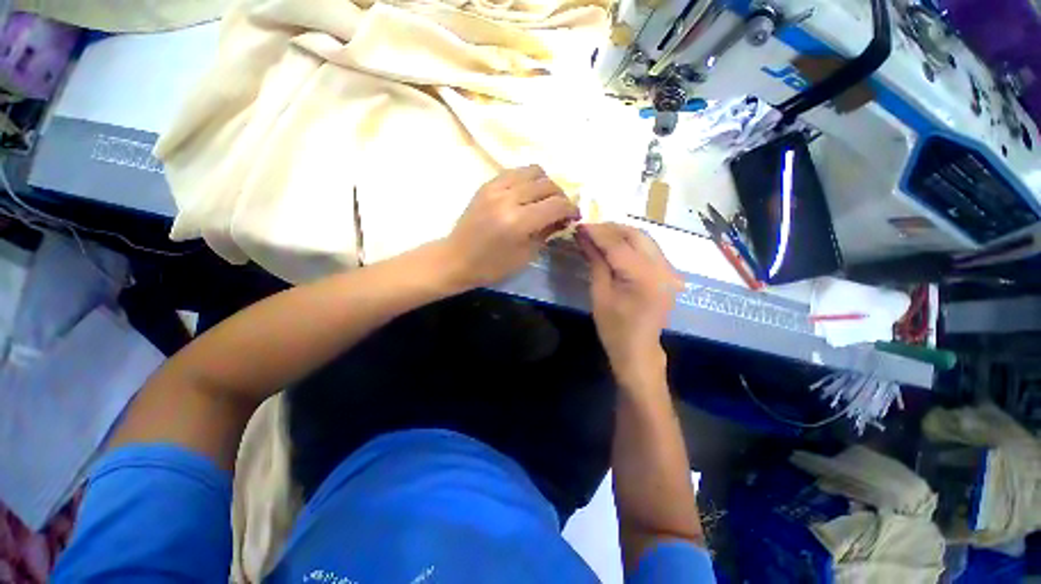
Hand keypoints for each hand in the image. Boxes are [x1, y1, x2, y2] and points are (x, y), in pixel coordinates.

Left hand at [445, 165, 579, 288]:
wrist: (456, 258)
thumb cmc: (492, 266)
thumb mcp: (525, 255)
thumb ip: (547, 233)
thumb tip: (563, 219)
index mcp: (518, 222)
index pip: (556, 204)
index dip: (571, 209)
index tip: (574, 217)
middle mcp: (508, 198)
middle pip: (547, 184)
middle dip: (561, 196)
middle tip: (561, 210)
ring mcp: (495, 187)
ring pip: (533, 170)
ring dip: (545, 184)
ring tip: (544, 199)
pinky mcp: (487, 184)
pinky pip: (515, 172)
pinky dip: (527, 180)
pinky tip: (527, 194)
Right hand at [575, 223, 680, 388]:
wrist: (638, 350)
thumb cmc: (614, 328)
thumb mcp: (599, 294)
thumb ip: (596, 261)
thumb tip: (584, 237)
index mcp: (644, 277)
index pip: (618, 244)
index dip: (597, 232)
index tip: (579, 225)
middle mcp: (662, 268)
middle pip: (636, 235)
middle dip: (611, 228)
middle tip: (588, 230)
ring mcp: (669, 270)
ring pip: (645, 239)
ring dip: (621, 234)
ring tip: (599, 236)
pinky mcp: (668, 274)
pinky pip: (649, 249)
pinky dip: (631, 243)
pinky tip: (615, 246)